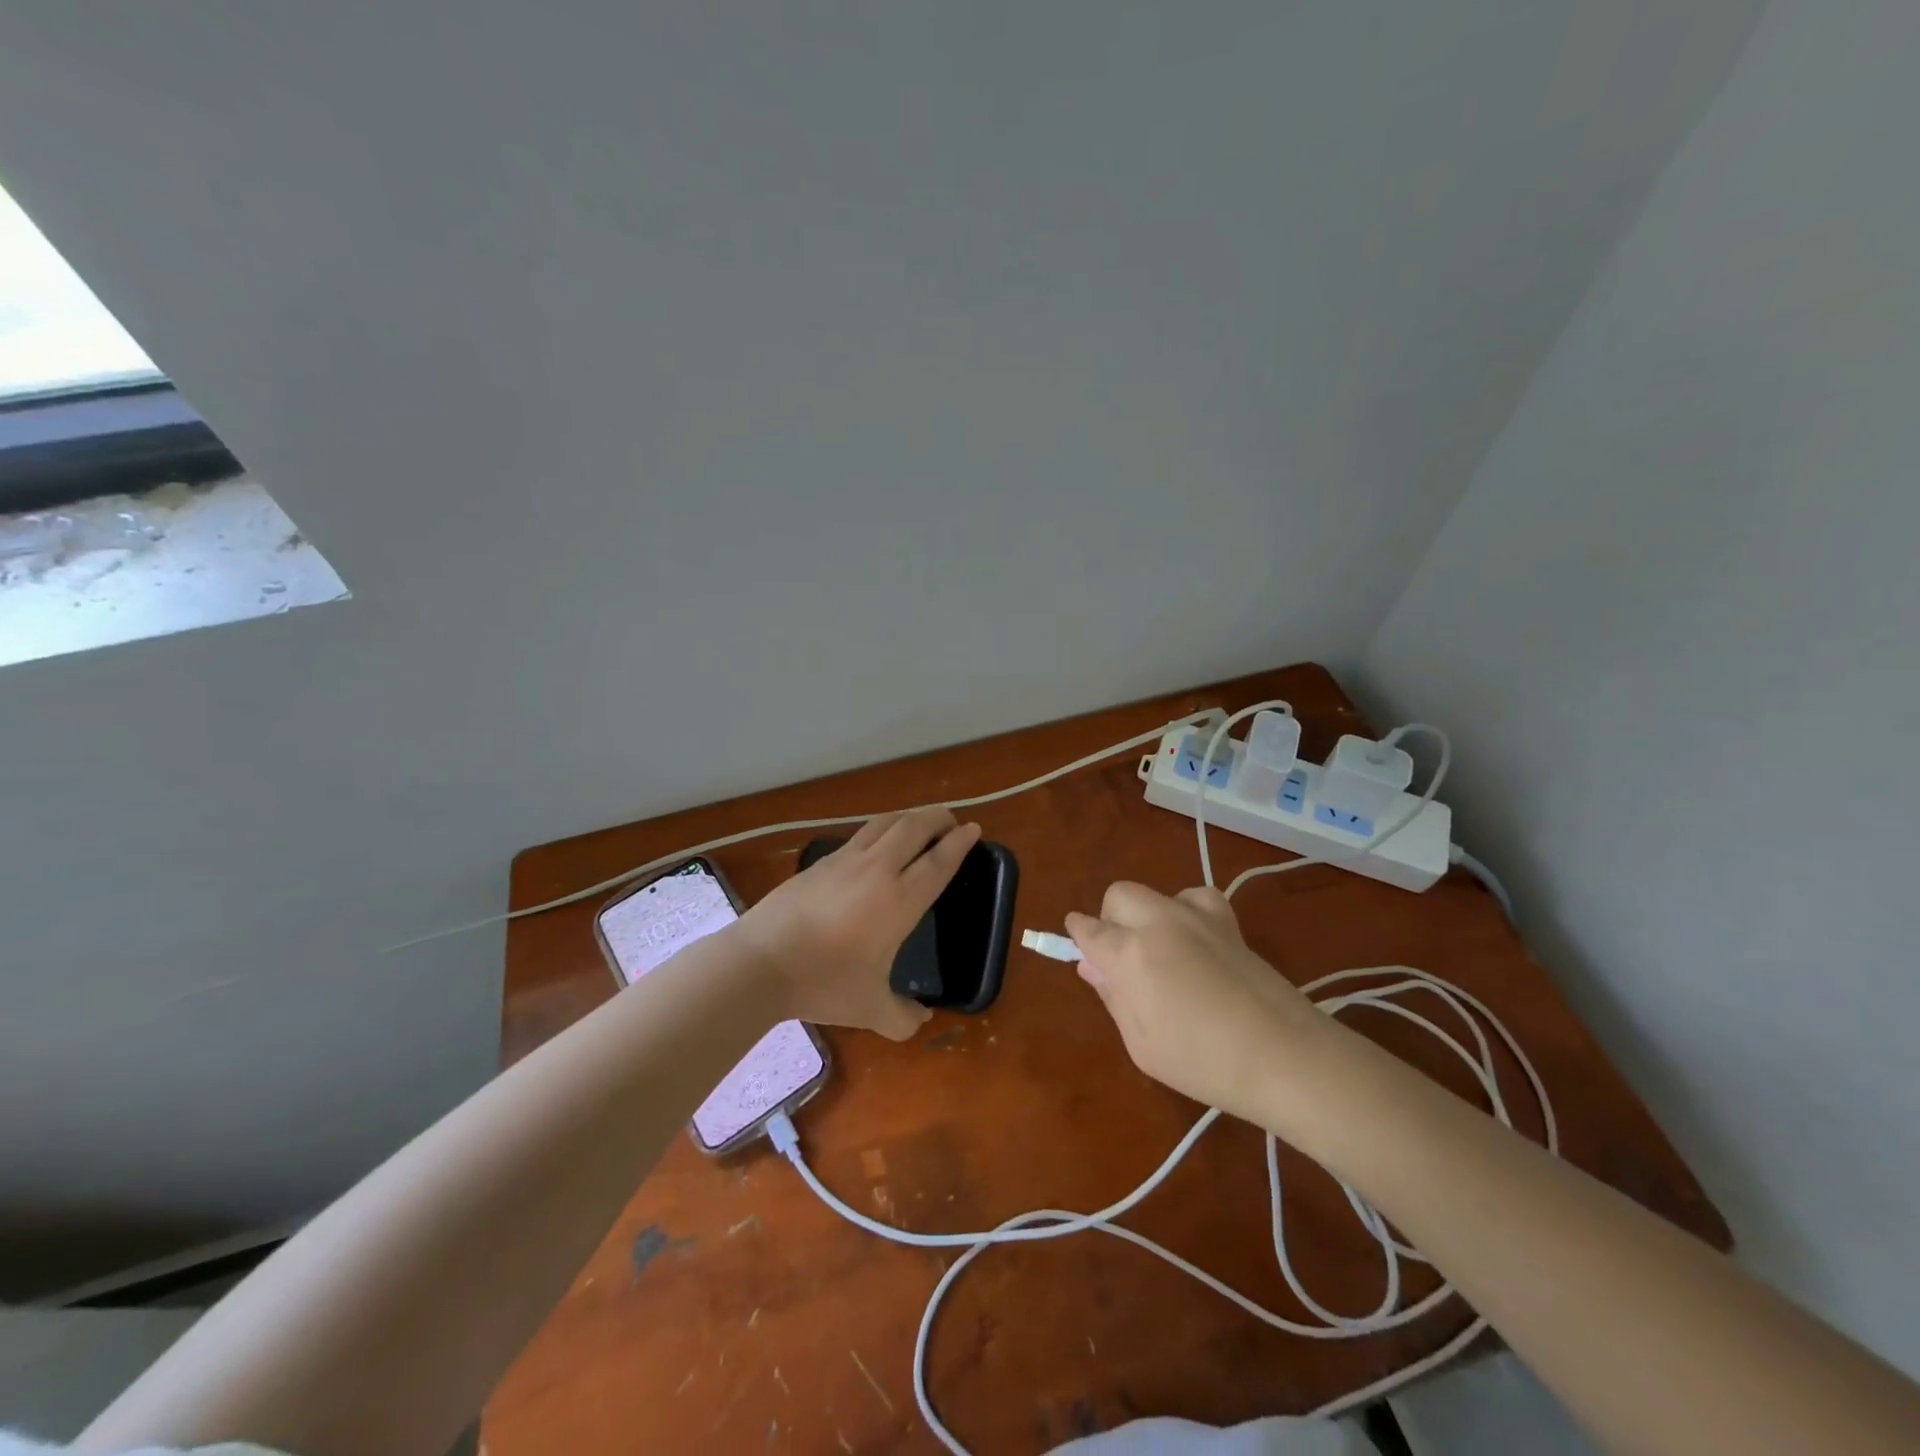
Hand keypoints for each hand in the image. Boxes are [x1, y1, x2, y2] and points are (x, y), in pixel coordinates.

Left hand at [736, 807, 981, 1039]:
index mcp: (900, 900)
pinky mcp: (821, 862)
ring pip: (886, 823)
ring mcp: (846, 860)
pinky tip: (877, 844)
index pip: (939, 861)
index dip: (959, 843)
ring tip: (919, 823)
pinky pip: (861, 835)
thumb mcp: (870, 1009)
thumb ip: (903, 1017)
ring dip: (909, 817)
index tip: (974, 830)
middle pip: (915, 827)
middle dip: (938, 817)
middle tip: (951, 821)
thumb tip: (921, 1020)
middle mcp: (878, 870)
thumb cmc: (823, 982)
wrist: (761, 961)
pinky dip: (881, 829)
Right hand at [1066, 882, 1327, 1125]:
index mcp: (1130, 953)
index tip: (1080, 949)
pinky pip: (1195, 897)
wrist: (1285, 1057)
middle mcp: (1158, 922)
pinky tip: (1194, 939)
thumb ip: (1113, 997)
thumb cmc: (1203, 1063)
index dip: (1078, 936)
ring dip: (1147, 915)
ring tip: (1162, 951)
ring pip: (1155, 893)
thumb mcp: (1142, 1045)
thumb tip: (1092, 966)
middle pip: (1119, 895)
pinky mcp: (1227, 922)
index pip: (1088, 929)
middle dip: (1111, 919)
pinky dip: (1187, 910)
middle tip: (1123, 959)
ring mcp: (1196, 917)